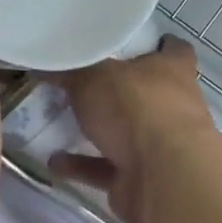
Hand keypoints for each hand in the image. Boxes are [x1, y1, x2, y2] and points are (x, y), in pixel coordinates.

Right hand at [50, 37, 214, 222]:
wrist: (162, 177)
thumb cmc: (136, 108)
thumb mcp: (94, 76)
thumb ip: (72, 70)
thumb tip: (47, 63)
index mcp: (173, 70)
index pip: (174, 50)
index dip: (158, 45)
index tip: (132, 44)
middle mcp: (173, 106)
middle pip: (147, 93)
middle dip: (119, 91)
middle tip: (82, 83)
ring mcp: (161, 146)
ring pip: (127, 134)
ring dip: (98, 132)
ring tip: (60, 122)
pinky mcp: (143, 178)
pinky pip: (108, 168)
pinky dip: (82, 166)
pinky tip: (54, 161)